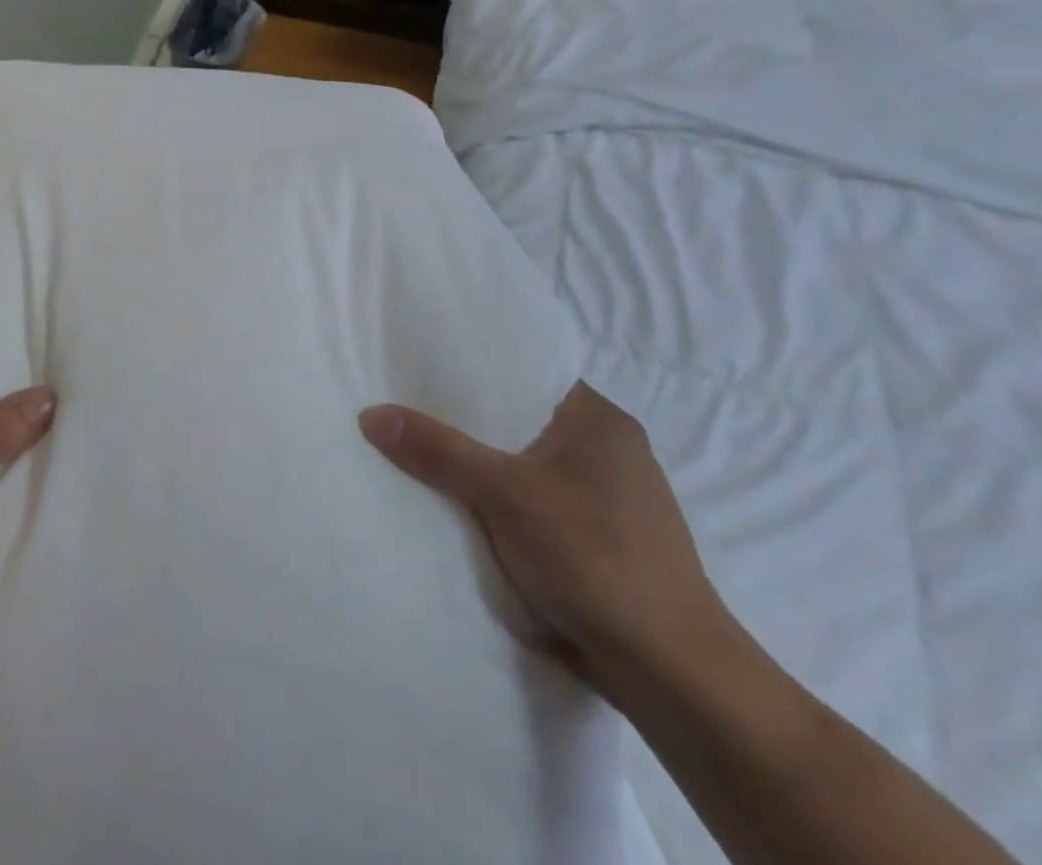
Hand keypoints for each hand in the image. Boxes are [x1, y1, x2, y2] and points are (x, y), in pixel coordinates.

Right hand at [360, 383, 730, 698]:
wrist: (672, 676)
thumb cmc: (595, 559)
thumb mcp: (504, 494)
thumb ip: (437, 450)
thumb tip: (370, 414)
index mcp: (599, 420)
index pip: (524, 373)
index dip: (471, 368)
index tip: (419, 367)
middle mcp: (608, 450)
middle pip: (518, 420)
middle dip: (466, 422)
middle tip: (406, 408)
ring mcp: (607, 499)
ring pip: (524, 465)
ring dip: (481, 468)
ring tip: (420, 453)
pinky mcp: (599, 541)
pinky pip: (534, 503)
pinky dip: (500, 504)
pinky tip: (459, 507)